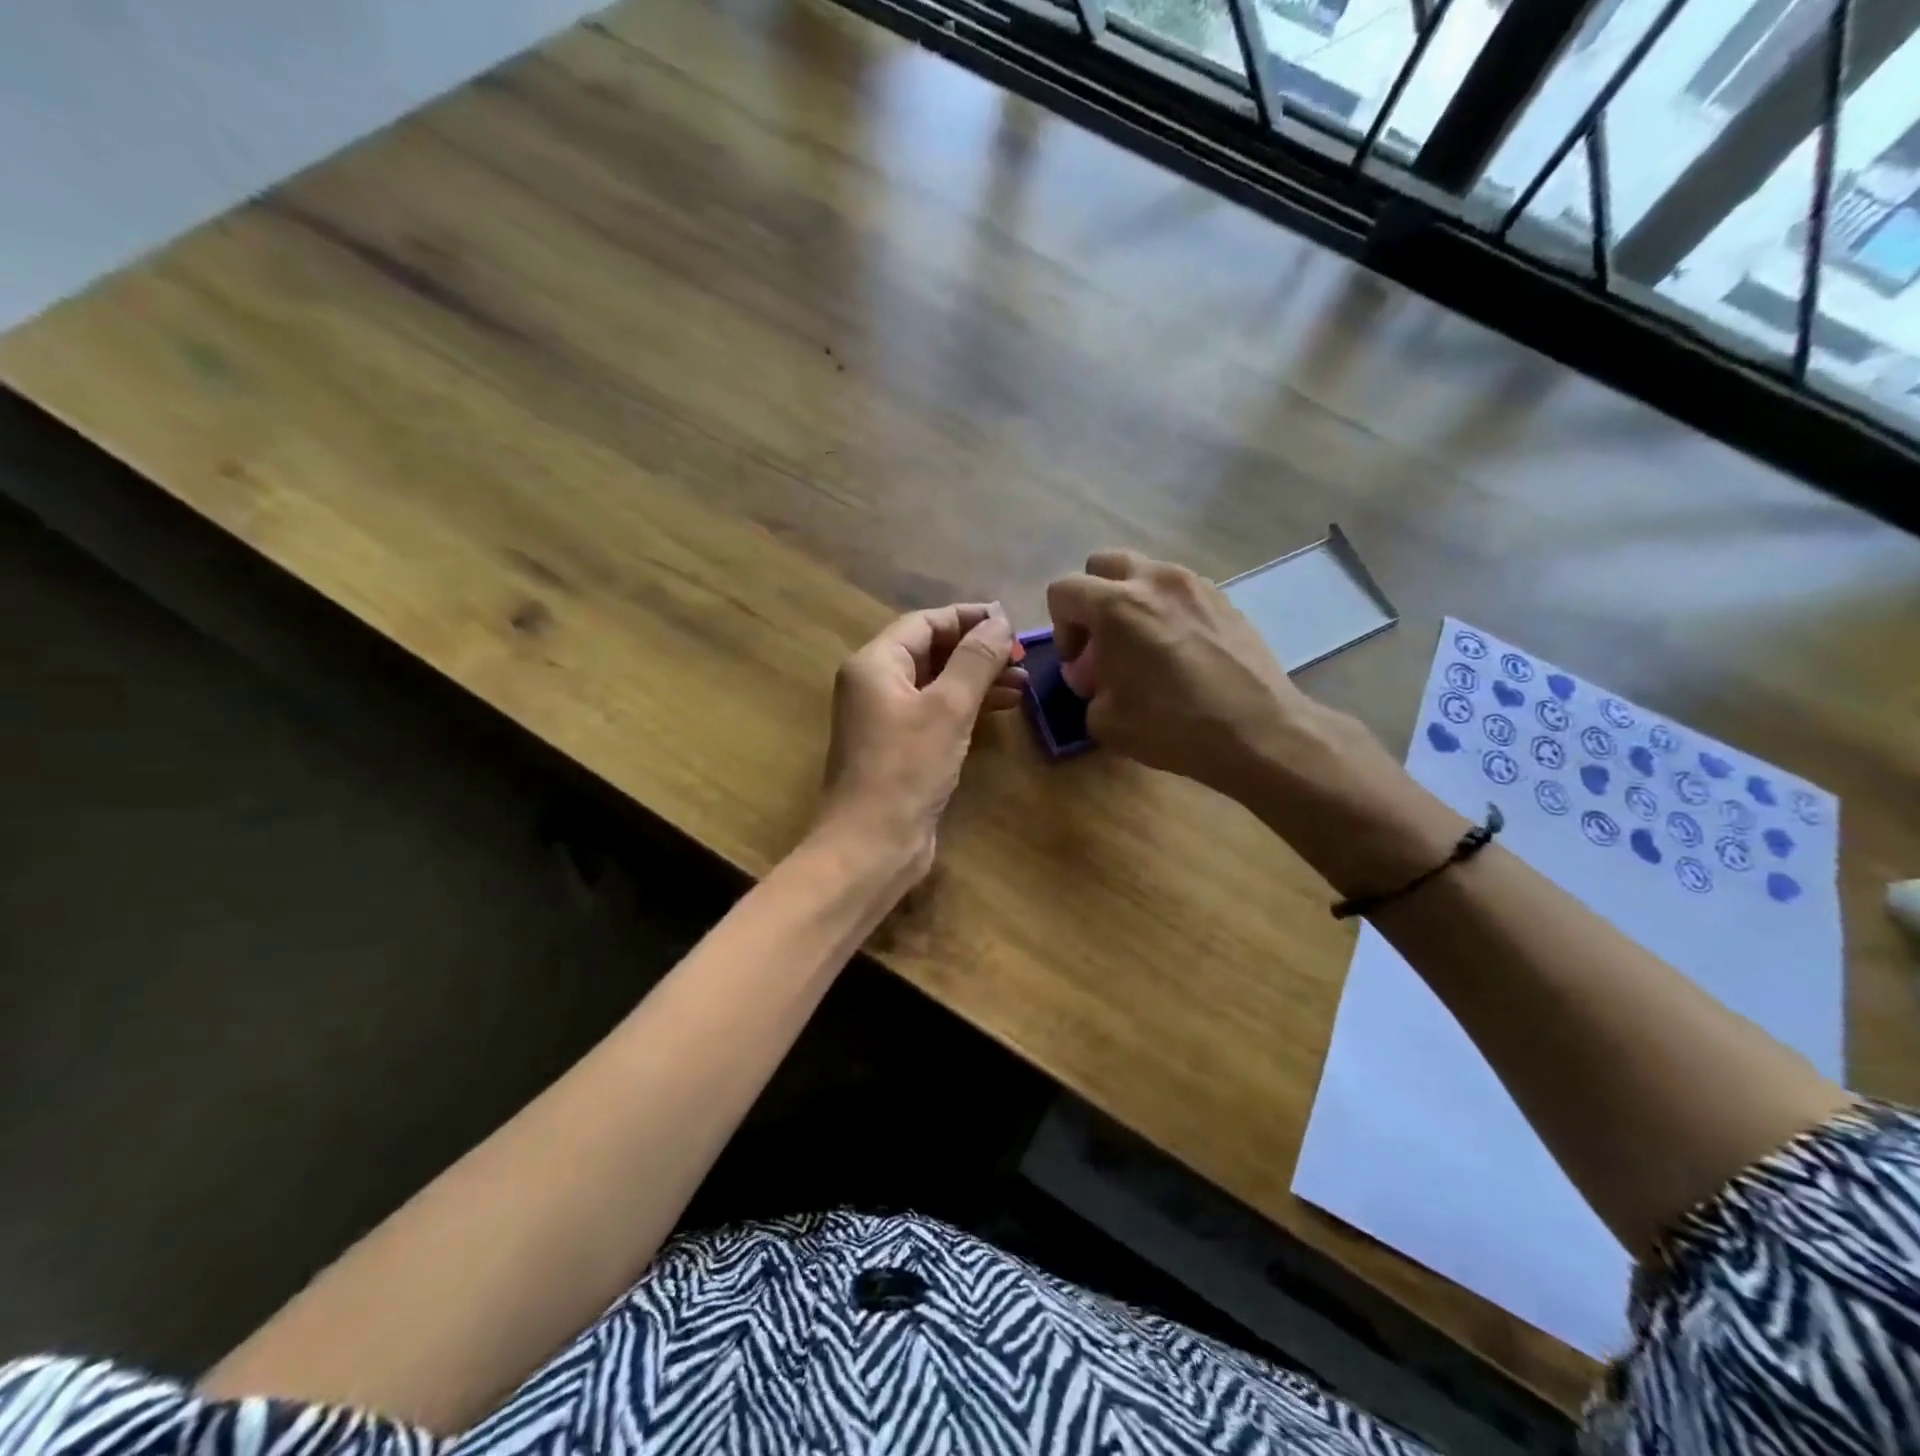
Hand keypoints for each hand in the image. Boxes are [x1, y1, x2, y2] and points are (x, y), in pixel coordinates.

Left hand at [814, 603, 1024, 884]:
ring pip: (937, 684)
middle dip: (977, 652)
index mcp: (875, 664)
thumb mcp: (948, 707)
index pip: (925, 623)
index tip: (1011, 623)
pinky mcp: (900, 749)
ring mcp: (886, 719)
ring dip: (978, 681)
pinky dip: (967, 708)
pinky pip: (936, 714)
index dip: (968, 618)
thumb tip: (1000, 621)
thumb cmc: (906, 768)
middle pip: (931, 651)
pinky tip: (1001, 710)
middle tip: (1021, 658)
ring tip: (1023, 685)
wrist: (872, 844)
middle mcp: (875, 685)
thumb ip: (975, 660)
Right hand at [1045, 551, 1323, 790]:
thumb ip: (1089, 689)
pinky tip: (1180, 653)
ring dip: (1132, 602)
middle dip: (1092, 599)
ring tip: (1144, 648)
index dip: (1060, 627)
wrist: (1257, 731)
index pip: (1063, 590)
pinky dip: (1167, 611)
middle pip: (1104, 564)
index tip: (1078, 663)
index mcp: (1117, 605)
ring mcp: (1196, 585)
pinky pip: (1180, 592)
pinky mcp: (1225, 600)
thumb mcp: (1105, 721)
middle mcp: (1155, 581)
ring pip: (1146, 573)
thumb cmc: (1173, 726)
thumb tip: (1098, 678)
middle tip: (1103, 642)